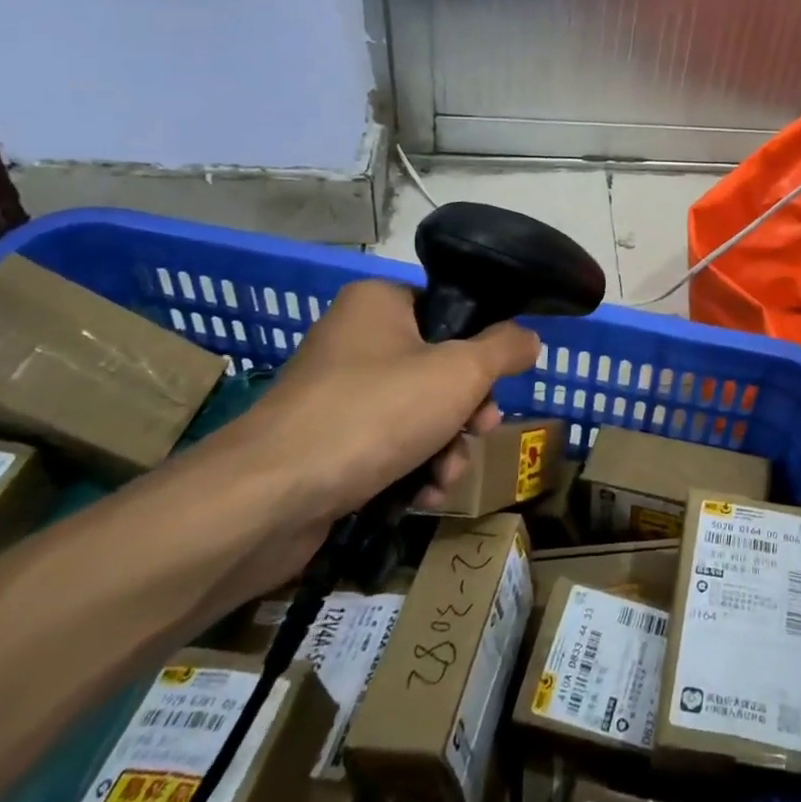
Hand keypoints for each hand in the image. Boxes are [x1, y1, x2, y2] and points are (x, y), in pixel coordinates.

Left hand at [186, 279, 538, 587]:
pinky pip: (386, 446)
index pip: (447, 311)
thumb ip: (505, 349)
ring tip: (449, 475)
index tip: (495, 384)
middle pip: (437, 367)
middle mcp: (354, 340)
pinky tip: (425, 495)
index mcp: (379, 303)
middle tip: (480, 431)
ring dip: (446, 447)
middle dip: (467, 410)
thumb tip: (530, 338)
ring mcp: (336, 395)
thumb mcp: (461, 372)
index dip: (481, 348)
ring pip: (417, 412)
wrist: (270, 498)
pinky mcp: (325, 444)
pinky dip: (412, 468)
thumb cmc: (375, 412)